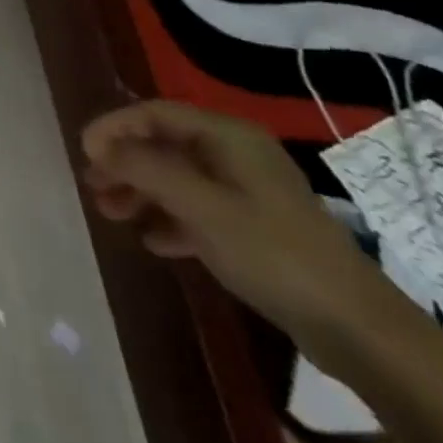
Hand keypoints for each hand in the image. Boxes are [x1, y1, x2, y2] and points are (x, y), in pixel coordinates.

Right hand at [81, 101, 382, 348]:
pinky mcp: (255, 228)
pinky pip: (198, 210)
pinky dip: (170, 219)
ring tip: (111, 213)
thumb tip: (98, 146)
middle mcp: (236, 154)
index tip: (83, 151)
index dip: (115, 127)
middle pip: (165, 145)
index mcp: (227, 136)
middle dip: (125, 162)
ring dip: (142, 192)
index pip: (155, 114)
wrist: (359, 328)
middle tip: (92, 184)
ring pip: (178, 179)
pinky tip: (153, 241)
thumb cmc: (273, 251)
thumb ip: (145, 169)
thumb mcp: (200, 206)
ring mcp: (247, 192)